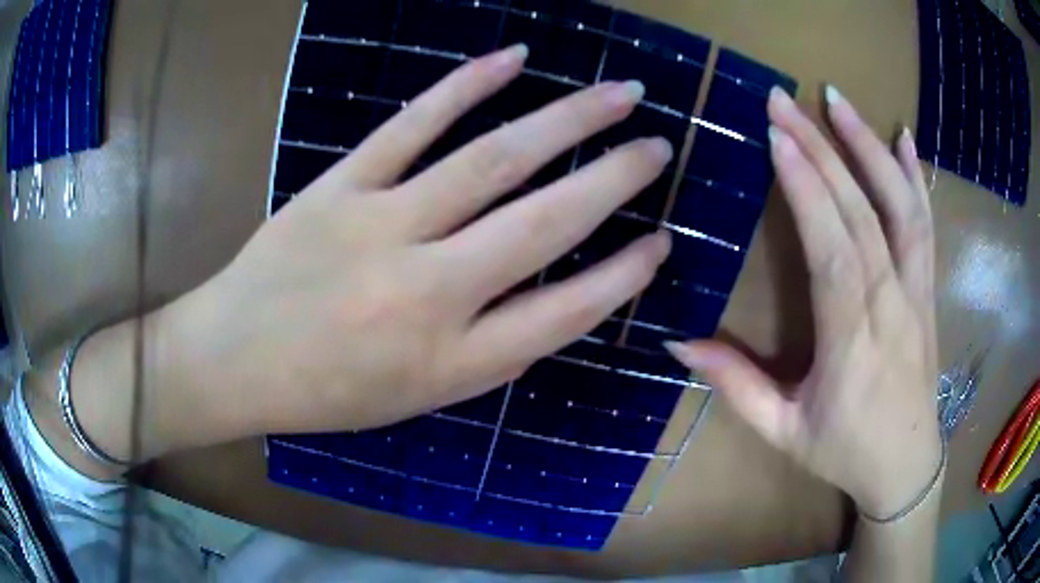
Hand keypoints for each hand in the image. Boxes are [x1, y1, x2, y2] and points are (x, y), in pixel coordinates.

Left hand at [164, 45, 671, 436]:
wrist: (234, 361)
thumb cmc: (326, 392)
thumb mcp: (419, 399)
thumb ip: (490, 352)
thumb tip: (554, 299)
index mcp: (451, 362)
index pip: (567, 312)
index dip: (624, 275)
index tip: (662, 241)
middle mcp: (427, 292)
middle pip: (547, 222)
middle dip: (616, 179)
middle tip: (659, 147)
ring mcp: (380, 228)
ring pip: (494, 159)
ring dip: (568, 120)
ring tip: (618, 95)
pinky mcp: (339, 187)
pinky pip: (412, 124)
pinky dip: (466, 85)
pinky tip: (514, 59)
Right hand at [666, 86, 939, 518]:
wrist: (906, 466)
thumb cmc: (846, 452)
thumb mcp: (784, 433)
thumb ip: (737, 387)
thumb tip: (679, 341)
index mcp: (853, 343)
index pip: (833, 250)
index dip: (807, 190)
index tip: (776, 136)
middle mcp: (892, 304)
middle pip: (861, 213)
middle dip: (822, 149)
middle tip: (784, 101)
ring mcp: (917, 292)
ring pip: (900, 207)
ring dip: (869, 147)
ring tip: (837, 100)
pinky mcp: (928, 289)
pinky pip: (926, 225)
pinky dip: (914, 177)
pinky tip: (902, 138)